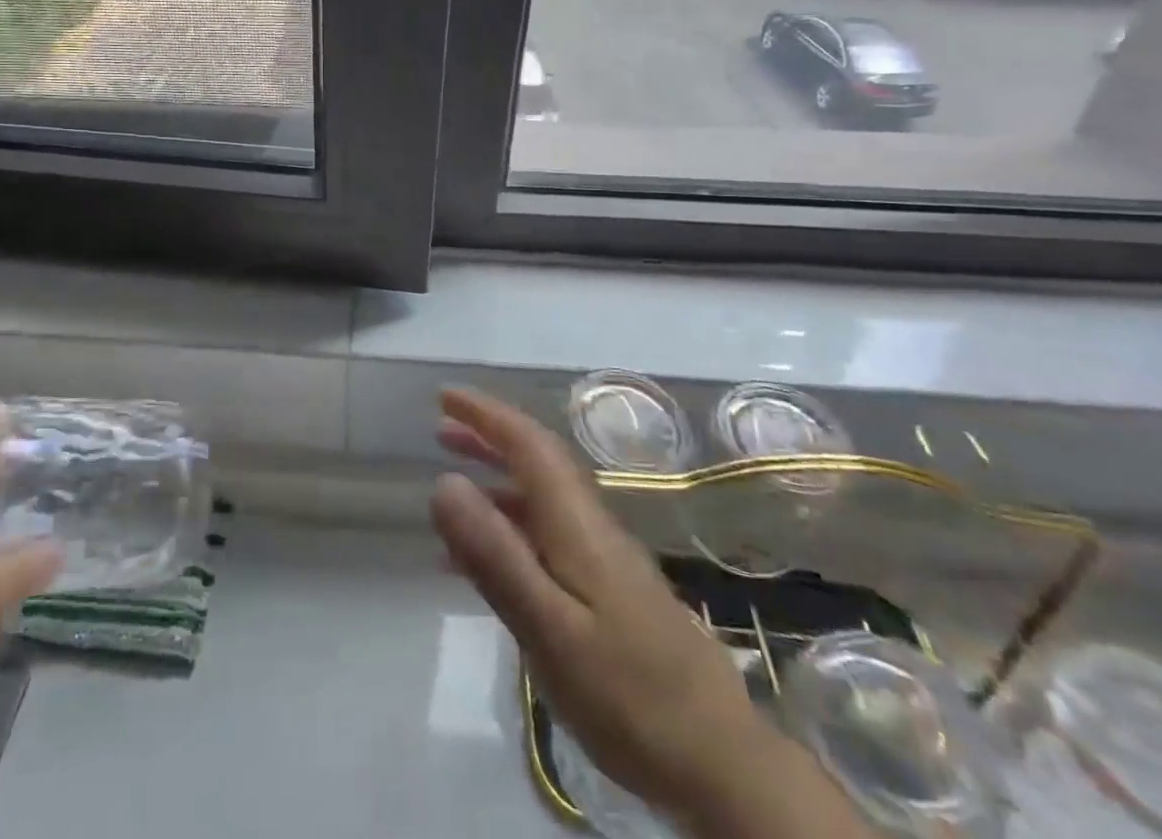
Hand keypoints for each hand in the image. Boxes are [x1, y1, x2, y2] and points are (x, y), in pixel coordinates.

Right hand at [430, 388, 767, 822]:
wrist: (721, 764)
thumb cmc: (628, 695)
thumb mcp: (549, 628)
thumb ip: (496, 555)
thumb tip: (444, 482)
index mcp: (578, 524)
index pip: (529, 444)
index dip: (486, 415)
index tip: (446, 396)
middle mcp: (593, 527)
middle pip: (538, 462)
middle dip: (490, 438)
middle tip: (441, 430)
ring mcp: (605, 560)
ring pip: (542, 499)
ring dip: (497, 480)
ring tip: (452, 486)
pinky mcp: (610, 592)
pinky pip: (548, 537)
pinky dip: (511, 529)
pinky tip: (486, 564)